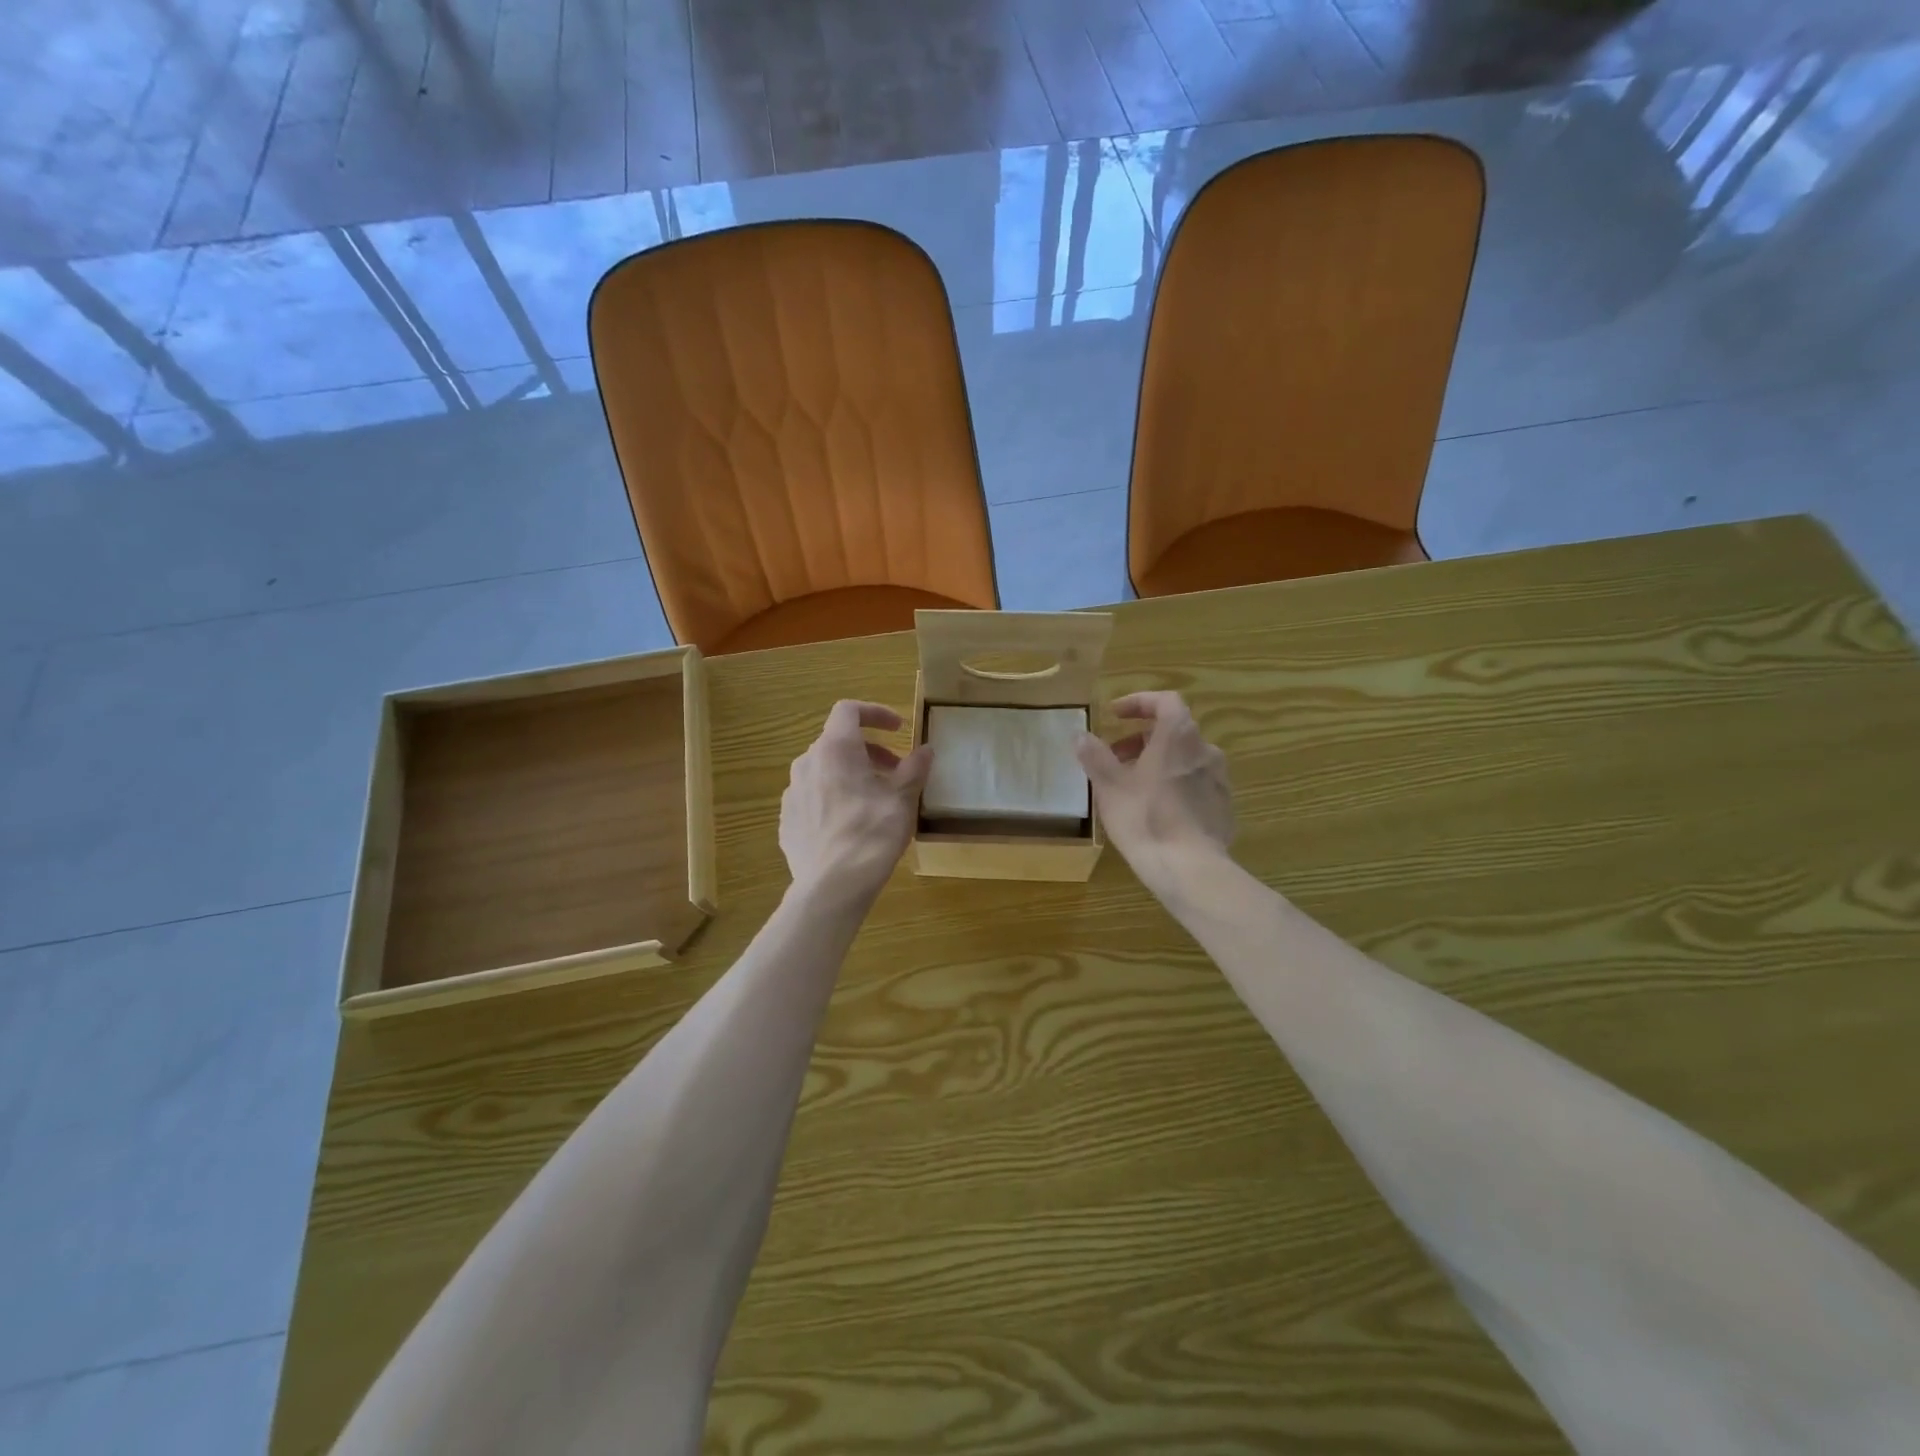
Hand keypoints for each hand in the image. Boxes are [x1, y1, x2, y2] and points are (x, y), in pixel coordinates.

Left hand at [781, 701, 932, 905]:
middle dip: (869, 751)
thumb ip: (915, 768)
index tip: (898, 728)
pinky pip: (812, 797)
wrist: (833, 885)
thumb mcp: (903, 798)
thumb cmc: (873, 833)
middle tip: (894, 772)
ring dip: (850, 774)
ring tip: (873, 799)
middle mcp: (807, 762)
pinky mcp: (787, 820)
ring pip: (823, 770)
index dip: (875, 712)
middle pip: (837, 742)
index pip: (849, 710)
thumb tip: (926, 750)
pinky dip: (833, 798)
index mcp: (835, 748)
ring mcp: (792, 792)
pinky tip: (850, 824)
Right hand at [1075, 692, 1233, 895]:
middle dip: (1142, 738)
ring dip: (1159, 762)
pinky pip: (1196, 785)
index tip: (1115, 715)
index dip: (1139, 703)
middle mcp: (1205, 750)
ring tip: (1134, 786)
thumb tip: (1081, 736)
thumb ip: (1095, 756)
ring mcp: (1220, 780)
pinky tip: (1158, 810)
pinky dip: (1175, 785)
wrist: (1190, 869)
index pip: (1165, 701)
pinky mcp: (1224, 807)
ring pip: (1185, 759)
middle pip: (1174, 731)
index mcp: (1179, 736)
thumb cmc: (1145, 819)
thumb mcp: (1110, 786)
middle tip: (1116, 757)